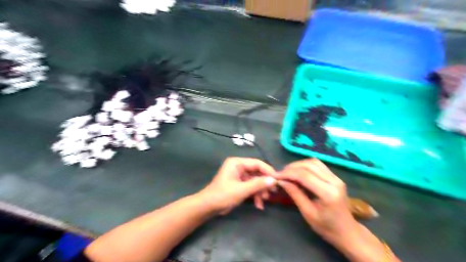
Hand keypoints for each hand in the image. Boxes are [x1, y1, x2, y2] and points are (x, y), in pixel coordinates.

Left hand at [200, 158, 277, 214]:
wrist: (208, 207)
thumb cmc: (223, 195)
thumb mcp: (241, 190)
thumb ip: (258, 184)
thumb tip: (274, 180)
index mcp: (237, 163)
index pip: (257, 163)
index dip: (268, 171)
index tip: (277, 180)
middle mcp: (239, 167)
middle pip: (257, 172)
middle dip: (264, 183)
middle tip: (273, 192)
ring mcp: (239, 176)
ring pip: (255, 181)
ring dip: (260, 191)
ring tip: (264, 200)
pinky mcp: (239, 184)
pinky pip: (251, 187)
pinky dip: (255, 195)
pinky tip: (258, 205)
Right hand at [274, 160, 393, 261]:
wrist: (348, 232)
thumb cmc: (327, 227)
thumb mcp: (308, 213)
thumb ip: (295, 194)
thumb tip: (281, 181)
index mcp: (328, 193)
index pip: (304, 176)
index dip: (288, 174)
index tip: (276, 176)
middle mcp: (334, 181)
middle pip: (309, 165)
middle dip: (292, 167)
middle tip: (281, 174)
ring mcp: (336, 178)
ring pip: (314, 162)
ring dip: (299, 164)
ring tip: (288, 172)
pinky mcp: (335, 177)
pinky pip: (318, 165)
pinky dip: (306, 166)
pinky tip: (298, 172)